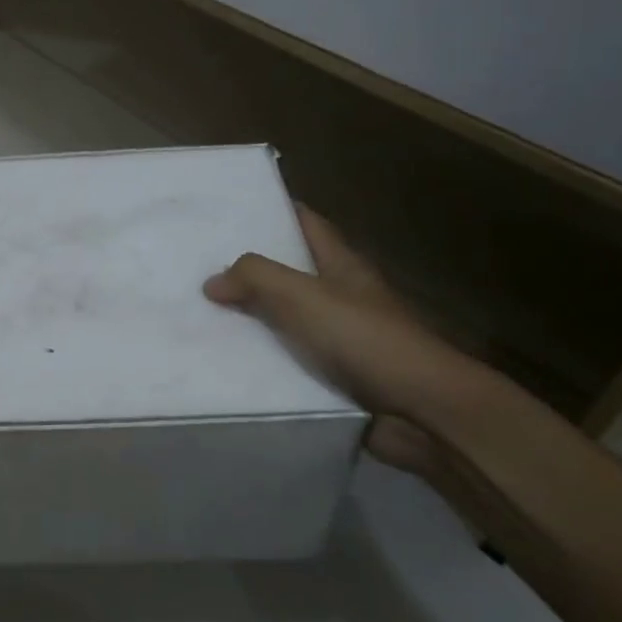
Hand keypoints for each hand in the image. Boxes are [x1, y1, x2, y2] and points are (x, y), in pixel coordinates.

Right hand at [203, 205, 474, 474]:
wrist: (421, 412)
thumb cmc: (365, 339)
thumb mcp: (303, 296)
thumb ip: (256, 278)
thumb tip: (212, 281)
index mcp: (342, 265)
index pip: (308, 224)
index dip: (276, 211)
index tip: (234, 209)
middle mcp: (343, 296)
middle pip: (292, 273)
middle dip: (251, 269)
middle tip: (201, 265)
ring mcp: (342, 338)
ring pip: (287, 320)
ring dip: (252, 320)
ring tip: (202, 315)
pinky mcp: (337, 377)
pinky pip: (290, 362)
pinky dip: (263, 361)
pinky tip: (228, 363)